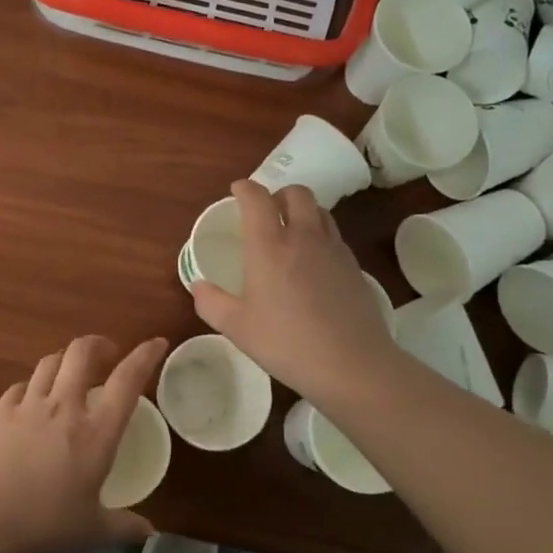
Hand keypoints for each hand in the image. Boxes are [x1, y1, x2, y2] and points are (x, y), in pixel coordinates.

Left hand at [0, 334, 165, 552]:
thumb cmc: (42, 527)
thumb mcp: (91, 532)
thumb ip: (123, 527)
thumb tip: (148, 531)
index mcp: (95, 434)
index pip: (127, 381)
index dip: (145, 356)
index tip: (157, 343)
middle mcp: (64, 408)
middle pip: (82, 352)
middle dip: (98, 344)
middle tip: (107, 355)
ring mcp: (28, 406)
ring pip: (50, 362)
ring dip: (66, 360)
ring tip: (71, 373)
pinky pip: (21, 385)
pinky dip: (33, 385)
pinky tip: (32, 399)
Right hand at [190, 180, 399, 410]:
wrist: (351, 364)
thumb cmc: (286, 343)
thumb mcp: (236, 327)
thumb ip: (210, 302)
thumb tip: (198, 286)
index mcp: (269, 245)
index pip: (257, 198)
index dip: (245, 188)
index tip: (237, 191)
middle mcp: (303, 237)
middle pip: (296, 193)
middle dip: (278, 195)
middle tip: (266, 212)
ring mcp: (334, 250)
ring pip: (320, 211)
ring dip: (302, 212)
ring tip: (291, 232)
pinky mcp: (354, 266)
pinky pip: (334, 236)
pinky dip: (320, 235)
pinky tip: (313, 262)